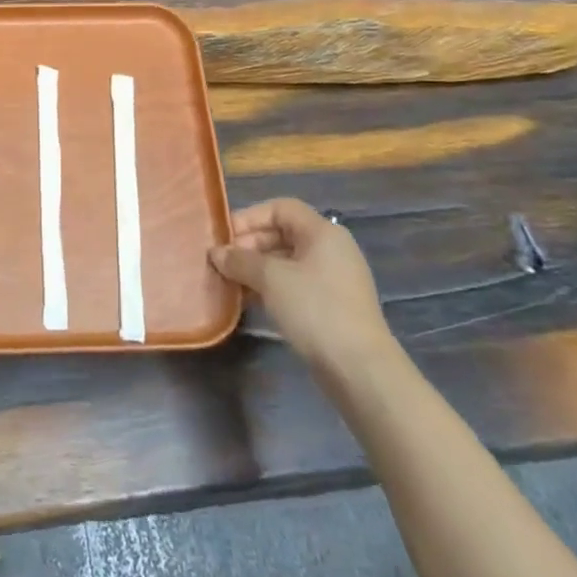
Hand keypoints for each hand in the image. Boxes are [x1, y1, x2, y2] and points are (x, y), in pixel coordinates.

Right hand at [211, 197, 396, 380]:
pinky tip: (249, 301)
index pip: (280, 208)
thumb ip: (240, 260)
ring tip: (230, 282)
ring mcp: (333, 279)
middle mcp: (330, 249)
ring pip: (286, 262)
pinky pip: (295, 284)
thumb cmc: (315, 309)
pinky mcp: (332, 305)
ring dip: (256, 268)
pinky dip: (271, 287)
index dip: (249, 217)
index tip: (224, 237)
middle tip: (222, 262)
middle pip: (282, 233)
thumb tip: (216, 253)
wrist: (360, 369)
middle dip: (249, 245)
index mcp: (322, 232)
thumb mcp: (271, 279)